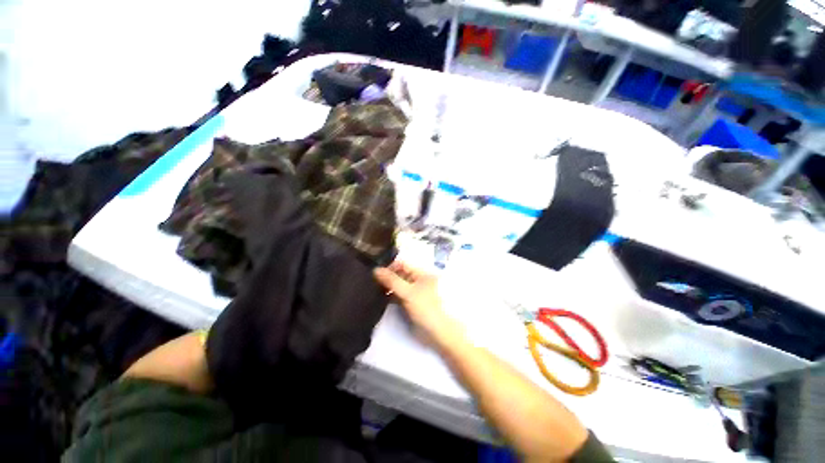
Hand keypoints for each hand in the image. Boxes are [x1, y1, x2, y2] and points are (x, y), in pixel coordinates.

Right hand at [374, 261, 457, 342]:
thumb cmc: (425, 308)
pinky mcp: (411, 302)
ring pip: (398, 285)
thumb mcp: (408, 292)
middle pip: (400, 274)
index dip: (389, 266)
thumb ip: (391, 280)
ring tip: (373, 289)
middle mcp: (418, 280)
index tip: (375, 272)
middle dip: (387, 277)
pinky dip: (391, 295)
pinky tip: (380, 297)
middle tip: (371, 281)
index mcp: (421, 273)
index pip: (402, 264)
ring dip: (388, 286)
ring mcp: (415, 291)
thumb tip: (375, 269)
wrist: (437, 331)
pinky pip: (399, 295)